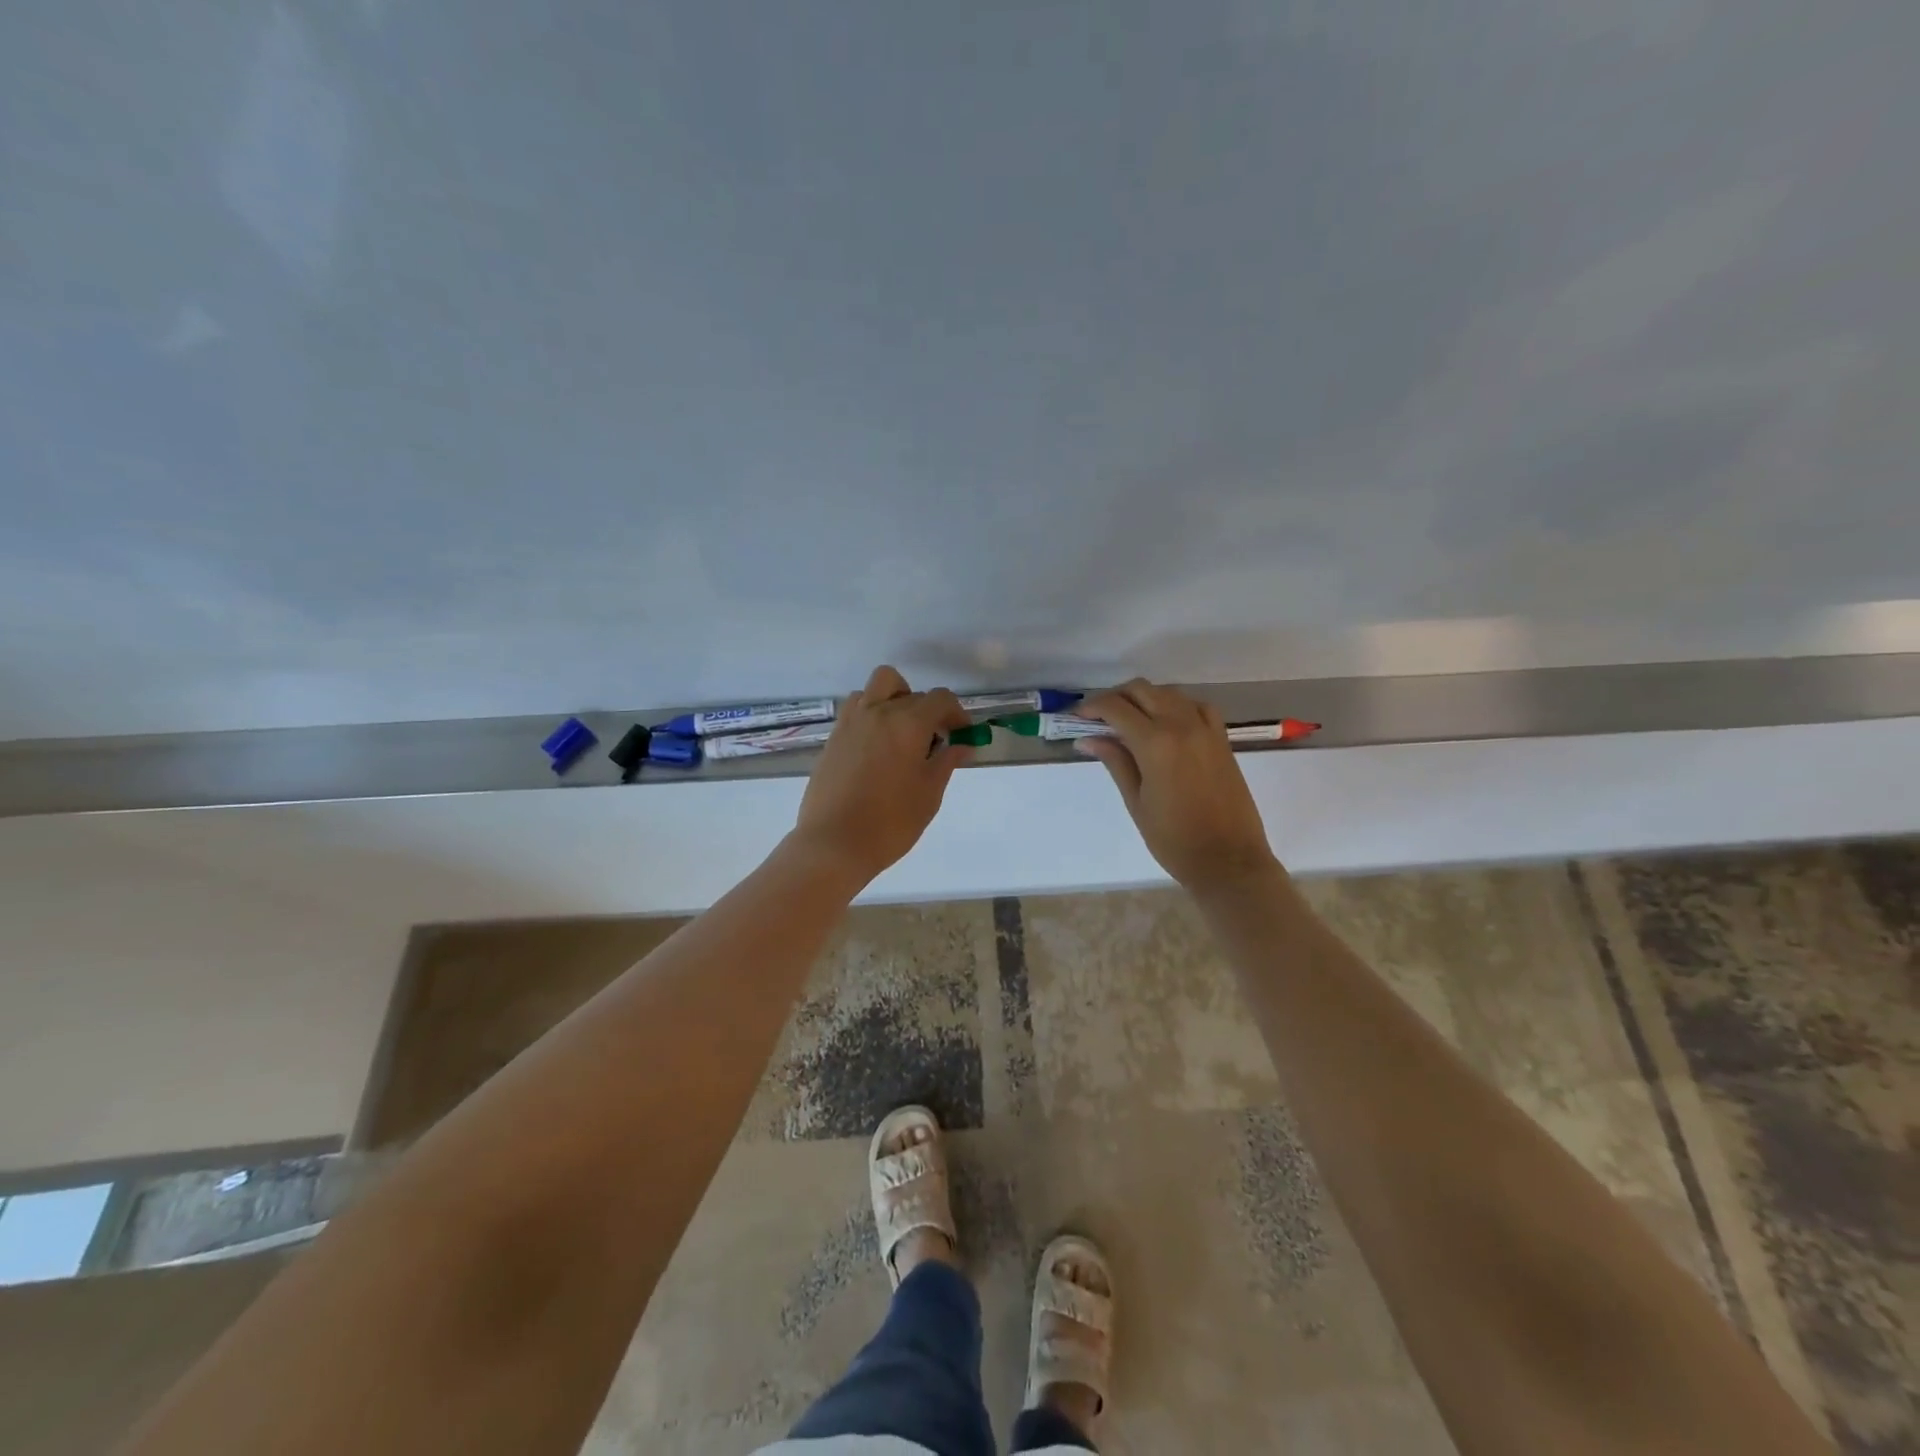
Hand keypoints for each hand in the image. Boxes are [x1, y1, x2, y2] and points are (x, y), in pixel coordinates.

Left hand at [791, 665, 972, 883]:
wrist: (835, 843)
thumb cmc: (891, 821)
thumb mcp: (929, 793)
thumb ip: (947, 762)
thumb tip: (962, 744)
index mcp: (908, 723)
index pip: (940, 699)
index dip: (957, 713)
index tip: (961, 735)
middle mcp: (878, 712)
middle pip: (911, 693)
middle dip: (929, 711)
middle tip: (935, 740)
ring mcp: (851, 722)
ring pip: (877, 688)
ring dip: (896, 700)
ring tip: (902, 734)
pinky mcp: (834, 737)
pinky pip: (857, 708)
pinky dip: (872, 713)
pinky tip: (878, 746)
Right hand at [1076, 678, 1279, 891]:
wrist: (1228, 860)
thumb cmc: (1174, 839)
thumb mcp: (1136, 801)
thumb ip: (1115, 761)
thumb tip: (1088, 738)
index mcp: (1155, 743)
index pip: (1116, 708)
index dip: (1092, 707)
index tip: (1078, 718)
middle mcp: (1181, 725)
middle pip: (1142, 690)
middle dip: (1115, 697)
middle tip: (1099, 718)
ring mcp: (1205, 729)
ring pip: (1169, 693)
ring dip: (1145, 698)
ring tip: (1129, 720)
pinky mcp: (1221, 739)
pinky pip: (1196, 706)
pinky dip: (1176, 705)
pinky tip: (1167, 722)